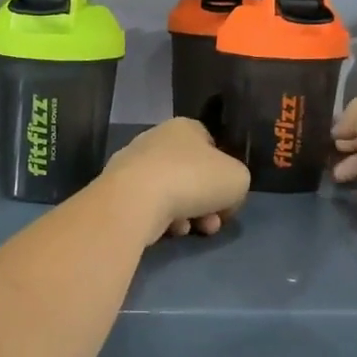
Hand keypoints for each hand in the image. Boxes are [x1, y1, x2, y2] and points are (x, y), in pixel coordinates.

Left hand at [102, 118, 249, 242]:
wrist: (137, 199)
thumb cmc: (193, 179)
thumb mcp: (238, 178)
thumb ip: (237, 182)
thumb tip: (222, 199)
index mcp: (184, 127)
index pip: (211, 145)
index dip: (224, 171)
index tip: (229, 195)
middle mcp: (156, 140)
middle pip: (191, 173)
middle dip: (208, 202)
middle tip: (214, 222)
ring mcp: (133, 165)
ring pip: (173, 193)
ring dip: (190, 214)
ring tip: (196, 229)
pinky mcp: (119, 191)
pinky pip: (152, 207)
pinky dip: (165, 220)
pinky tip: (172, 229)